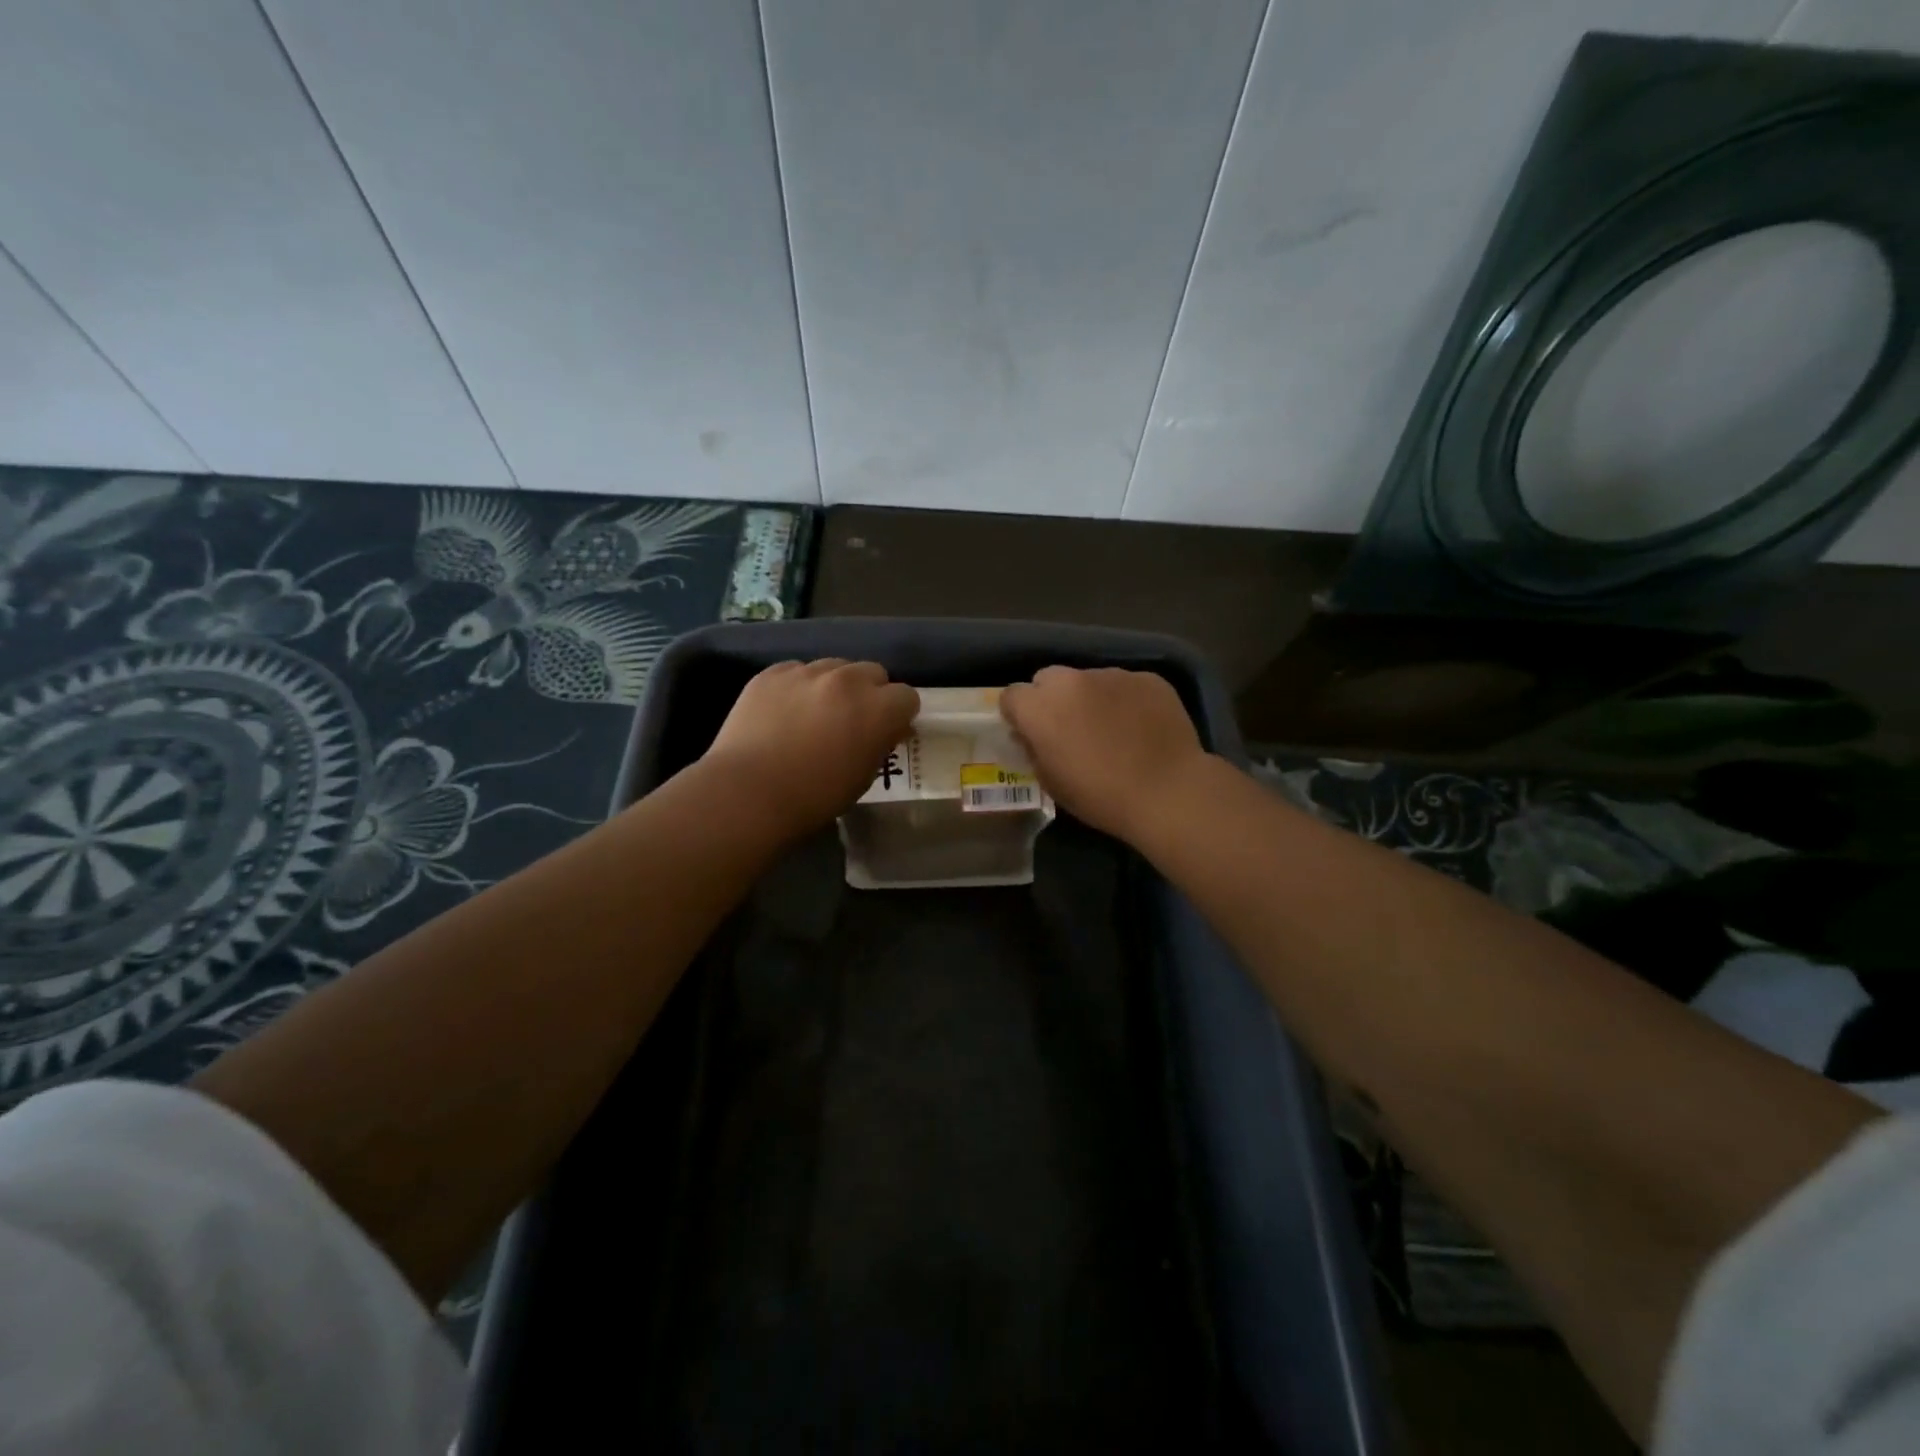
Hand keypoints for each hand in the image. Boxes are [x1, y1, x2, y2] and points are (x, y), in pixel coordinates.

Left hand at [701, 659, 918, 838]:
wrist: (748, 792)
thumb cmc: (814, 797)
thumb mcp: (863, 777)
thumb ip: (881, 744)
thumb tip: (889, 729)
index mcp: (878, 708)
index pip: (907, 696)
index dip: (898, 714)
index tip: (887, 730)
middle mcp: (847, 680)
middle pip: (872, 672)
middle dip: (870, 693)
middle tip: (853, 720)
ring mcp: (807, 672)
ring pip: (834, 667)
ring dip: (834, 686)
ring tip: (816, 713)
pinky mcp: (772, 673)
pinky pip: (796, 671)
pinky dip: (798, 687)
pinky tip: (784, 712)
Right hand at [1000, 666, 1208, 841]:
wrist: (1167, 791)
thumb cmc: (1101, 796)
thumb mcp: (1052, 783)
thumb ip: (1034, 751)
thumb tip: (1031, 736)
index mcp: (1040, 708)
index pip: (1012, 695)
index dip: (1018, 715)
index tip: (1030, 732)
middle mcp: (1072, 681)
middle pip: (1048, 678)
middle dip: (1051, 699)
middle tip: (1068, 727)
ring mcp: (1112, 675)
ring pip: (1088, 679)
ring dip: (1089, 697)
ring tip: (1111, 728)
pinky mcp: (1147, 678)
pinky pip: (1124, 684)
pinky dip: (1125, 700)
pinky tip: (1140, 726)